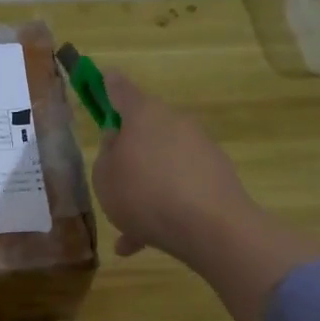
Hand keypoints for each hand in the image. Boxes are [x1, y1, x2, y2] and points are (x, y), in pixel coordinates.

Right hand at [91, 70, 260, 266]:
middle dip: (130, 152)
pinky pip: (180, 188)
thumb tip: (119, 140)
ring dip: (145, 188)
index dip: (108, 86)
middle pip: (145, 129)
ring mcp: (200, 148)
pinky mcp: (217, 176)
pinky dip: (164, 208)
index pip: (120, 89)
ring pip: (162, 165)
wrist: (211, 227)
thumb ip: (107, 154)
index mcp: (143, 114)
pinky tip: (144, 241)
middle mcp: (175, 123)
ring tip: (127, 226)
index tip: (102, 79)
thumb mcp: (104, 177)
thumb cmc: (144, 193)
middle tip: (112, 178)